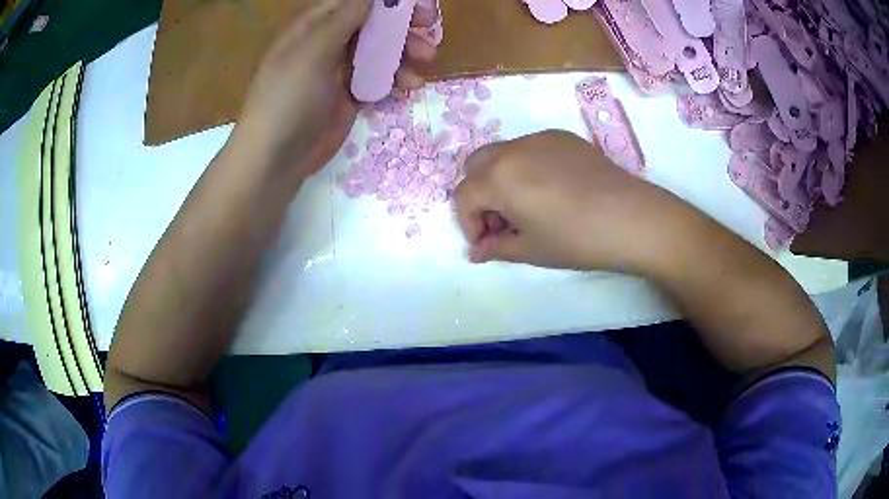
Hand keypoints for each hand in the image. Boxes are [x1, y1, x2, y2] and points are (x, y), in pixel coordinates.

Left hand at [231, 0, 437, 185]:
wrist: (275, 159)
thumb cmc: (288, 99)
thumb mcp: (313, 51)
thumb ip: (345, 19)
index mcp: (314, 26)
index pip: (355, 2)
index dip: (387, 1)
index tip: (418, 6)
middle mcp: (327, 43)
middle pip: (372, 24)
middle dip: (402, 26)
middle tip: (430, 30)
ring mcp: (338, 70)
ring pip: (379, 51)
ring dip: (404, 52)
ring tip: (426, 60)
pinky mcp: (348, 95)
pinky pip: (378, 78)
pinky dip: (396, 78)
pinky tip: (410, 85)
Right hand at [454, 130, 673, 270]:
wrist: (631, 217)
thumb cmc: (577, 239)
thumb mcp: (531, 250)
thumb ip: (496, 248)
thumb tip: (475, 252)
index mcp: (498, 177)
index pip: (463, 196)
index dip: (468, 224)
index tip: (486, 243)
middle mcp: (512, 149)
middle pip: (475, 166)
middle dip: (478, 194)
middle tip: (501, 222)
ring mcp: (539, 138)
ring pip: (502, 153)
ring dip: (500, 179)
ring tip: (525, 206)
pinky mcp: (562, 137)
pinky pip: (529, 148)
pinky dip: (525, 167)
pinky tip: (550, 190)